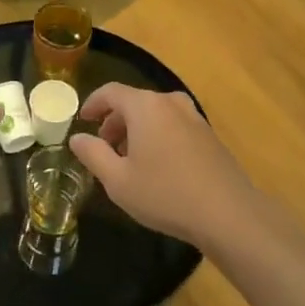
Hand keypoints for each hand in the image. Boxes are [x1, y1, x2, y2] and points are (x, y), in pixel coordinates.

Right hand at [69, 84, 261, 246]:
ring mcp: (194, 117)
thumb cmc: (165, 194)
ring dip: (137, 129)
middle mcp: (170, 102)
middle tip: (104, 147)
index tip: (82, 120)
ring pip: (156, 114)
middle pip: (134, 102)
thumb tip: (77, 138)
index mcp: (145, 106)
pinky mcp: (209, 135)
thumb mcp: (118, 180)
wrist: (228, 213)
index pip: (111, 92)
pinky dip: (158, 135)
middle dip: (115, 121)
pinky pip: (174, 125)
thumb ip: (93, 154)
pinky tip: (158, 166)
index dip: (93, 104)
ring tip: (129, 159)